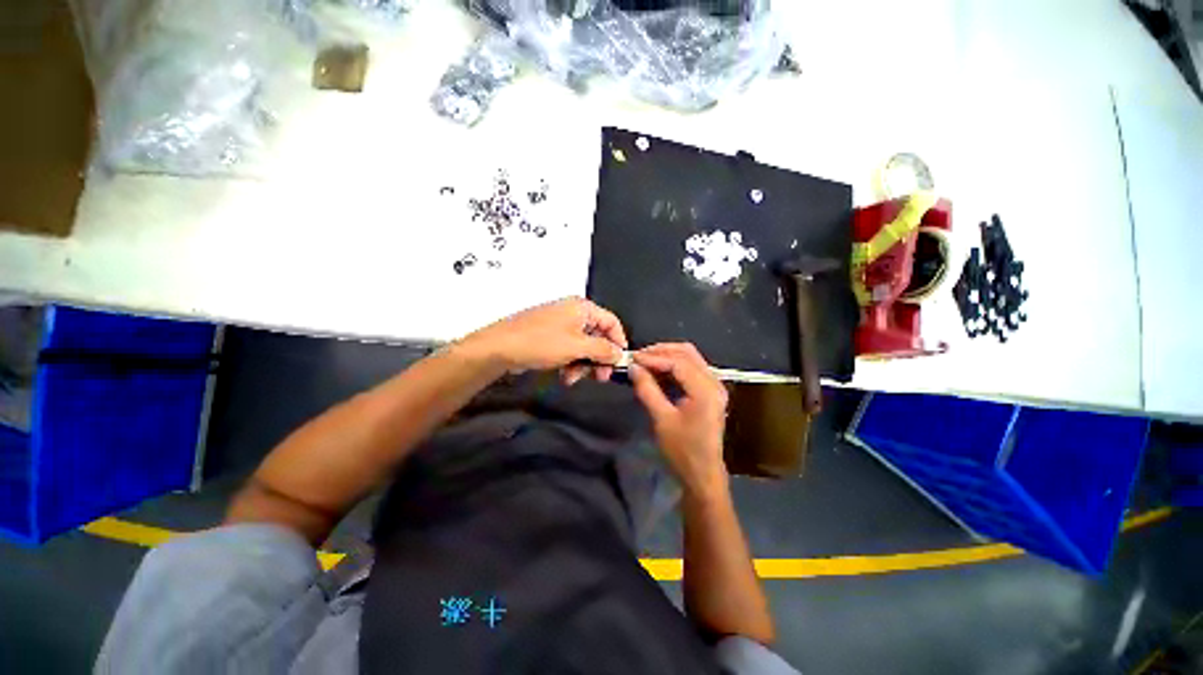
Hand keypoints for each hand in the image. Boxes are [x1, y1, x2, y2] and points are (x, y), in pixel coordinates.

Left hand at [460, 297, 627, 383]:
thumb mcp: (577, 347)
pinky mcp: (549, 336)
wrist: (499, 348)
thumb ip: (602, 350)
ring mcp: (559, 324)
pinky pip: (569, 349)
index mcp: (582, 308)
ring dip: (583, 364)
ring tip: (573, 378)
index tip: (619, 362)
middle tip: (600, 377)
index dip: (618, 341)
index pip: (611, 322)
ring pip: (583, 346)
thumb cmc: (541, 343)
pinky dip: (570, 362)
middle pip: (597, 336)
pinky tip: (564, 376)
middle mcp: (572, 312)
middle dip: (598, 358)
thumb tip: (619, 353)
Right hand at [629, 343, 729, 497]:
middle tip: (638, 357)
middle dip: (661, 351)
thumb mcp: (661, 420)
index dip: (654, 358)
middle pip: (687, 353)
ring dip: (667, 356)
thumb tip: (633, 368)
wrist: (703, 474)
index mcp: (705, 391)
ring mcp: (715, 386)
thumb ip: (647, 390)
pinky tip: (658, 371)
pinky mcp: (710, 391)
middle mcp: (714, 383)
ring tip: (645, 362)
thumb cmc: (682, 451)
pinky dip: (674, 366)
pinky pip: (691, 368)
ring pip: (690, 358)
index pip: (678, 362)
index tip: (633, 358)